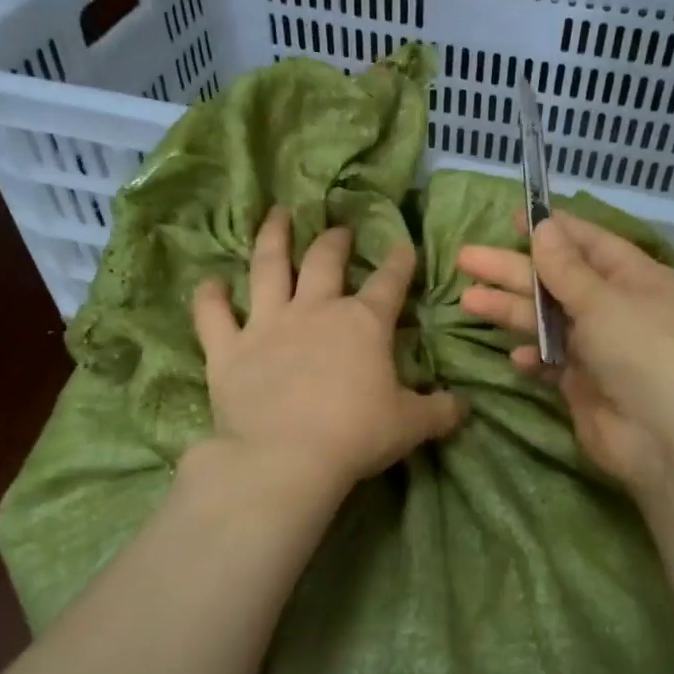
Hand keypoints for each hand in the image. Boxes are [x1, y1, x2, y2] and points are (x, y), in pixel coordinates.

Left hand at [192, 208, 464, 493]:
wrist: (285, 458)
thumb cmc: (356, 436)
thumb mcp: (410, 426)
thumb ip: (439, 412)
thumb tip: (464, 407)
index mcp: (363, 324)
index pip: (388, 283)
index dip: (399, 262)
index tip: (403, 245)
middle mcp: (314, 311)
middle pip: (324, 261)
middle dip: (334, 240)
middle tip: (338, 229)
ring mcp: (267, 325)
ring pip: (267, 268)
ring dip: (272, 238)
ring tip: (275, 216)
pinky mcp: (228, 349)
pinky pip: (212, 315)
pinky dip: (209, 298)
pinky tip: (209, 283)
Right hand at [457, 211, 673, 493]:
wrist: (664, 436)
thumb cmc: (642, 351)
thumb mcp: (603, 300)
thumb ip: (566, 268)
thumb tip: (543, 226)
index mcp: (635, 279)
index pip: (590, 244)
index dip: (552, 231)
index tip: (513, 220)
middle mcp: (616, 309)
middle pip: (557, 282)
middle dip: (512, 270)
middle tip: (465, 258)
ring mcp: (599, 349)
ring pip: (547, 322)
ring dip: (510, 311)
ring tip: (468, 300)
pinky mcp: (583, 385)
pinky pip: (551, 363)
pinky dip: (533, 357)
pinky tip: (514, 356)